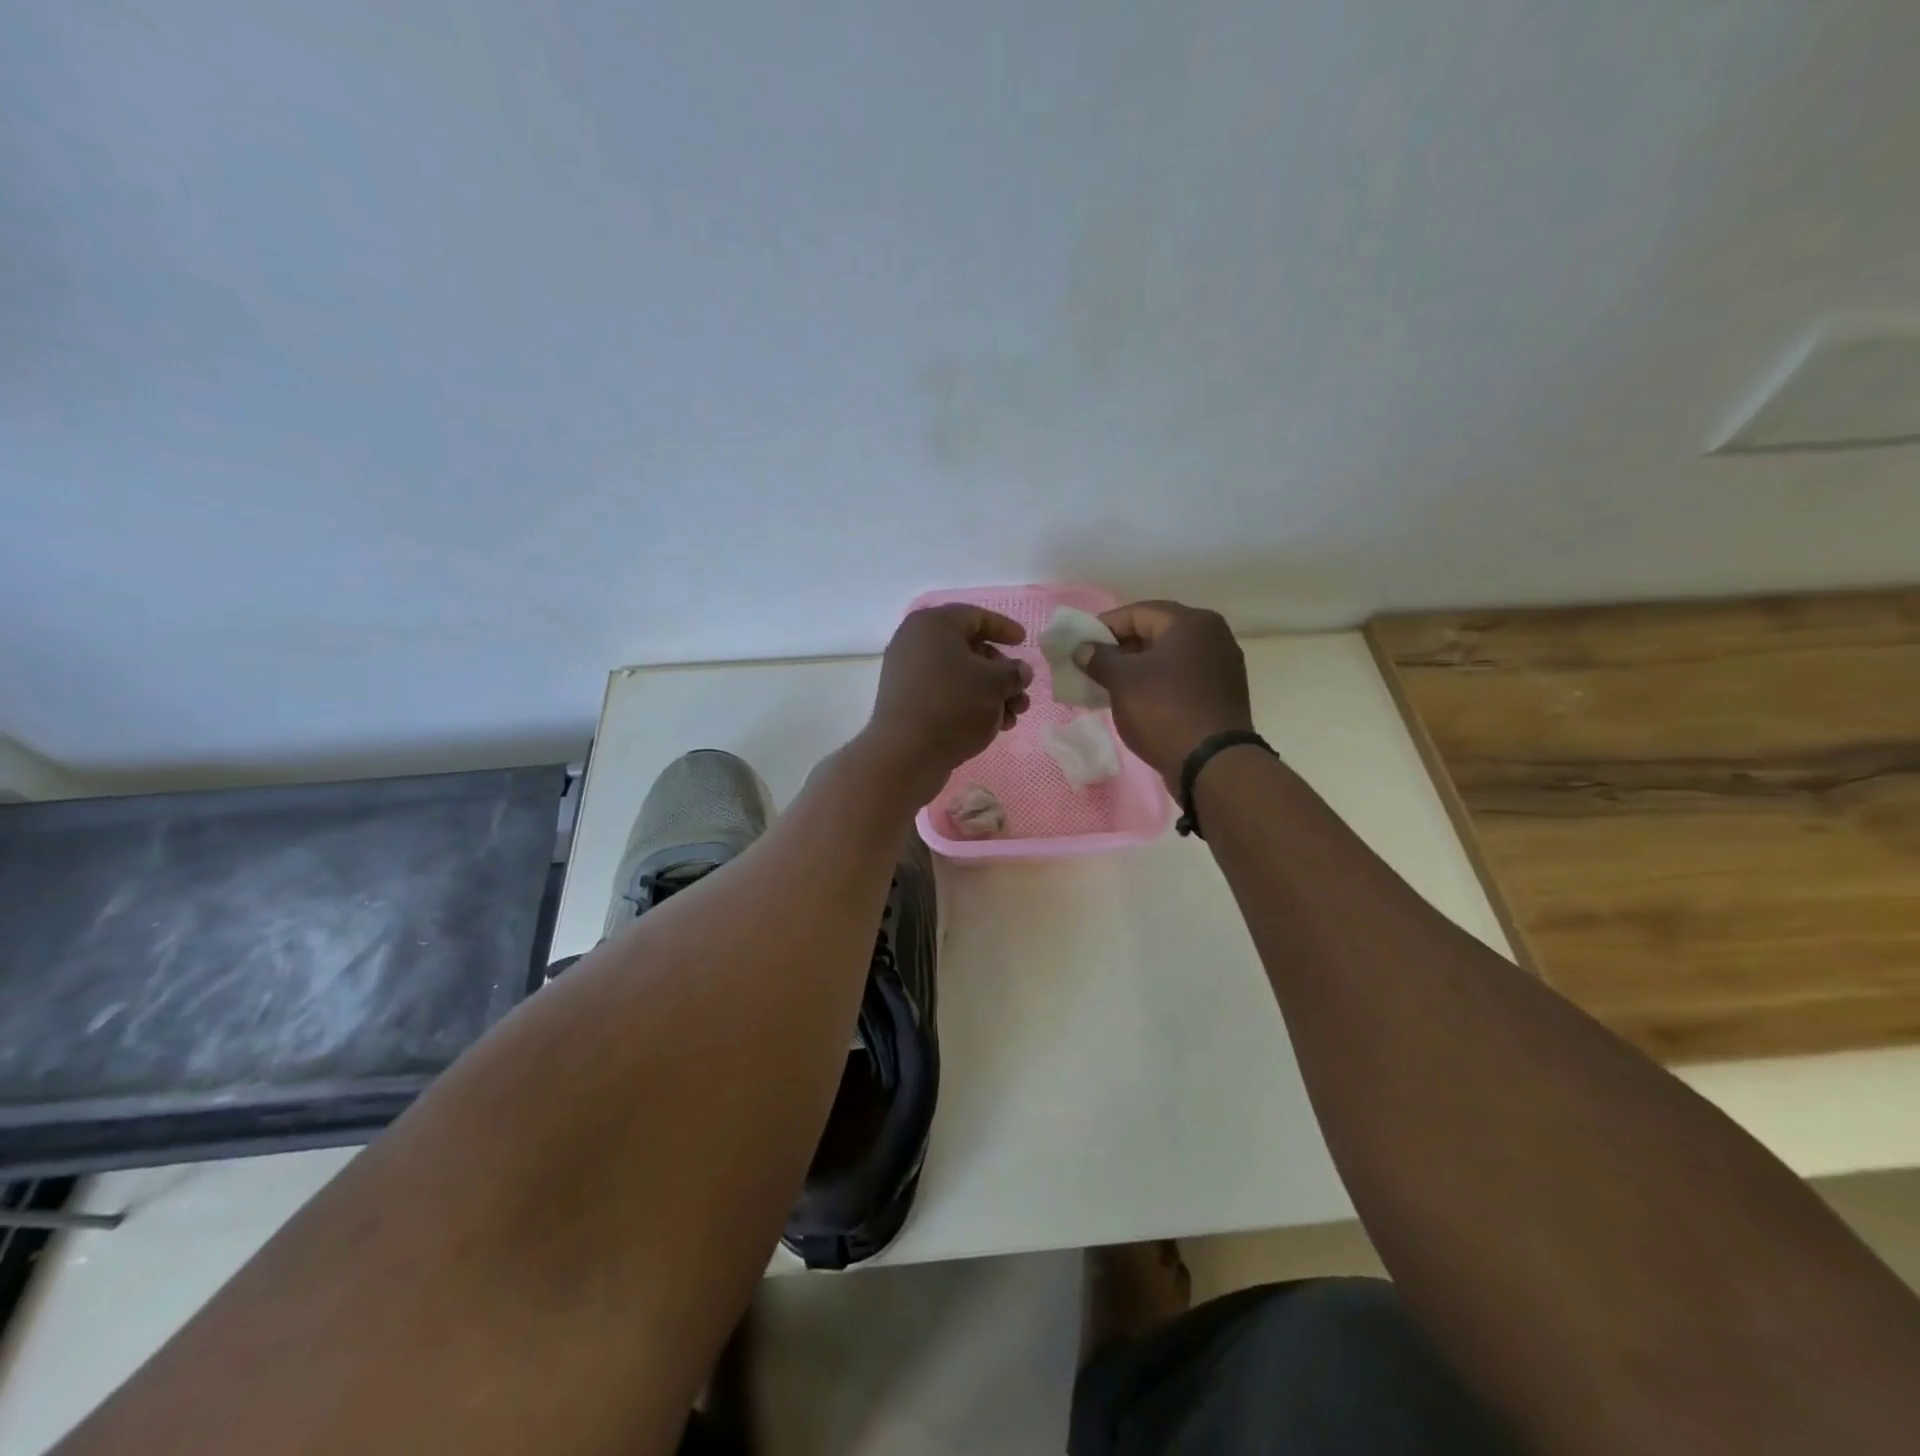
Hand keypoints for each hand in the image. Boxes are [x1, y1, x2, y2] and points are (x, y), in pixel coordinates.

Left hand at [863, 605, 1032, 800]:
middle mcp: (915, 643)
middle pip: (969, 649)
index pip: (975, 617)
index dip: (1003, 628)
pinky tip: (993, 726)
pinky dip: (970, 705)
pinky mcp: (907, 702)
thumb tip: (1019, 672)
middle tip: (1021, 692)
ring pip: (960, 676)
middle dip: (1001, 672)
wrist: (906, 753)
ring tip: (1013, 717)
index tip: (1023, 641)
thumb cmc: (954, 704)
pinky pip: (945, 694)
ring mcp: (908, 674)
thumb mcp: (995, 683)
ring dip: (992, 693)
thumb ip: (1014, 672)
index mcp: (932, 625)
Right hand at [1081, 600, 1251, 789]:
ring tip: (1109, 685)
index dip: (1103, 627)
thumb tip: (1083, 649)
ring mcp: (1221, 665)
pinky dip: (1157, 683)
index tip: (1079, 645)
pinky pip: (1181, 677)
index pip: (1137, 612)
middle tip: (1092, 666)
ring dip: (1137, 668)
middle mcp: (1212, 635)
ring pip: (1168, 657)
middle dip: (1120, 648)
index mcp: (1190, 622)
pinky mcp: (1222, 693)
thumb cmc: (1164, 711)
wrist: (1212, 764)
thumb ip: (1099, 658)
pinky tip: (1137, 700)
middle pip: (1155, 632)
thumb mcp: (1122, 681)